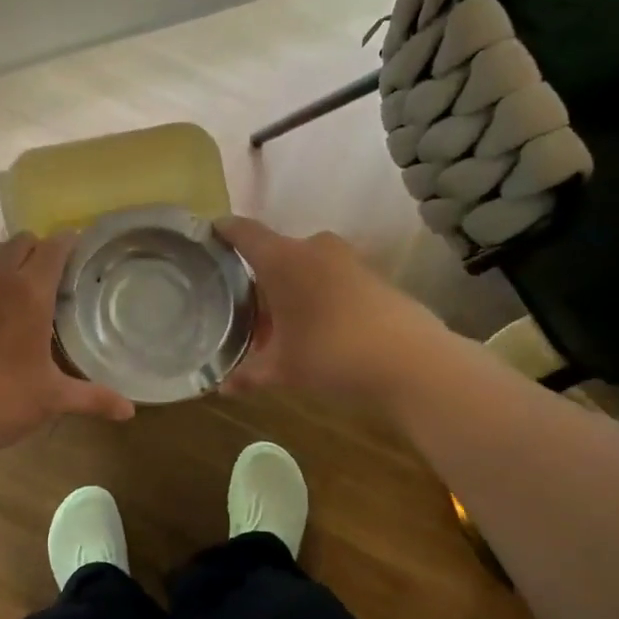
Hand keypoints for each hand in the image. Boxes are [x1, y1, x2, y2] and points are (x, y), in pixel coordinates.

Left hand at [0, 232, 134, 462]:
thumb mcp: (49, 400)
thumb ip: (92, 398)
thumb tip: (130, 411)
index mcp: (30, 293)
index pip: (55, 246)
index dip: (69, 244)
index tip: (77, 254)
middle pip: (22, 240)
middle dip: (37, 251)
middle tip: (46, 280)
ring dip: (3, 258)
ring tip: (9, 288)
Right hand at [215, 217, 442, 403]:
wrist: (412, 362)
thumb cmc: (331, 354)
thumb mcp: (283, 370)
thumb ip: (248, 374)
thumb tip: (222, 387)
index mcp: (282, 259)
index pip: (242, 232)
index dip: (222, 232)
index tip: (206, 239)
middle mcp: (313, 248)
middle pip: (274, 252)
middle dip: (256, 276)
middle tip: (240, 305)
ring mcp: (347, 259)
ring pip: (304, 265)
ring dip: (289, 288)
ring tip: (277, 322)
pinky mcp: (372, 276)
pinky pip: (330, 277)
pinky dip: (316, 294)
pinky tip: (314, 327)